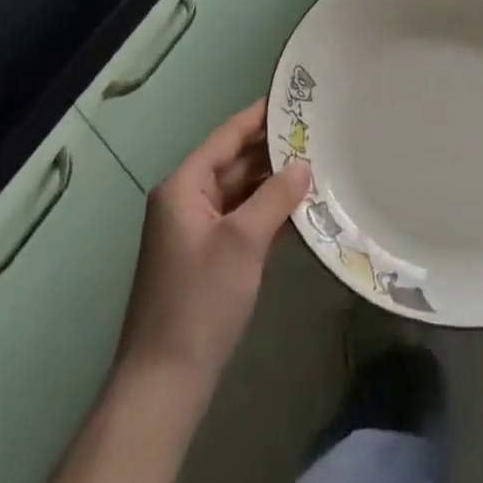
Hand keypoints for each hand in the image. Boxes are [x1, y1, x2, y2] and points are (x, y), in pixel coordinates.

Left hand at [115, 101, 310, 387]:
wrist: (164, 383)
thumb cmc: (200, 301)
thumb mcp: (243, 241)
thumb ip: (275, 197)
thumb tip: (303, 165)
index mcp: (183, 187)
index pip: (226, 137)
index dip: (259, 117)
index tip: (294, 99)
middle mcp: (186, 202)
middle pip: (234, 163)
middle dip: (272, 151)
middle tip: (317, 134)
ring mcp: (196, 232)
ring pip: (240, 193)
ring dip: (273, 183)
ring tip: (317, 165)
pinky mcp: (207, 259)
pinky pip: (241, 221)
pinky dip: (267, 213)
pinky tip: (301, 209)